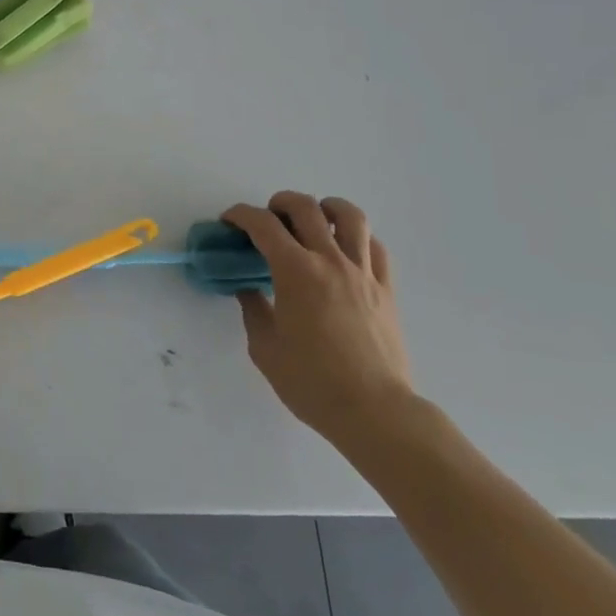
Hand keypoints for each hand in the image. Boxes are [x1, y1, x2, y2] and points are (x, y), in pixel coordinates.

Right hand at [226, 193, 413, 447]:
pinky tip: (345, 250)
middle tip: (268, 219)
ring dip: (325, 208)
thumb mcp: (265, 348)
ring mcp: (363, 273)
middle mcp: (330, 261)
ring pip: (350, 216)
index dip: (240, 215)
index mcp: (295, 271)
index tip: (229, 221)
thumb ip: (253, 310)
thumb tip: (249, 289)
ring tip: (314, 220)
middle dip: (279, 203)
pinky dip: (357, 237)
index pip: (262, 224)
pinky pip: (375, 246)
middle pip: (305, 207)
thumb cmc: (312, 382)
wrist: (375, 412)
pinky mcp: (386, 289)